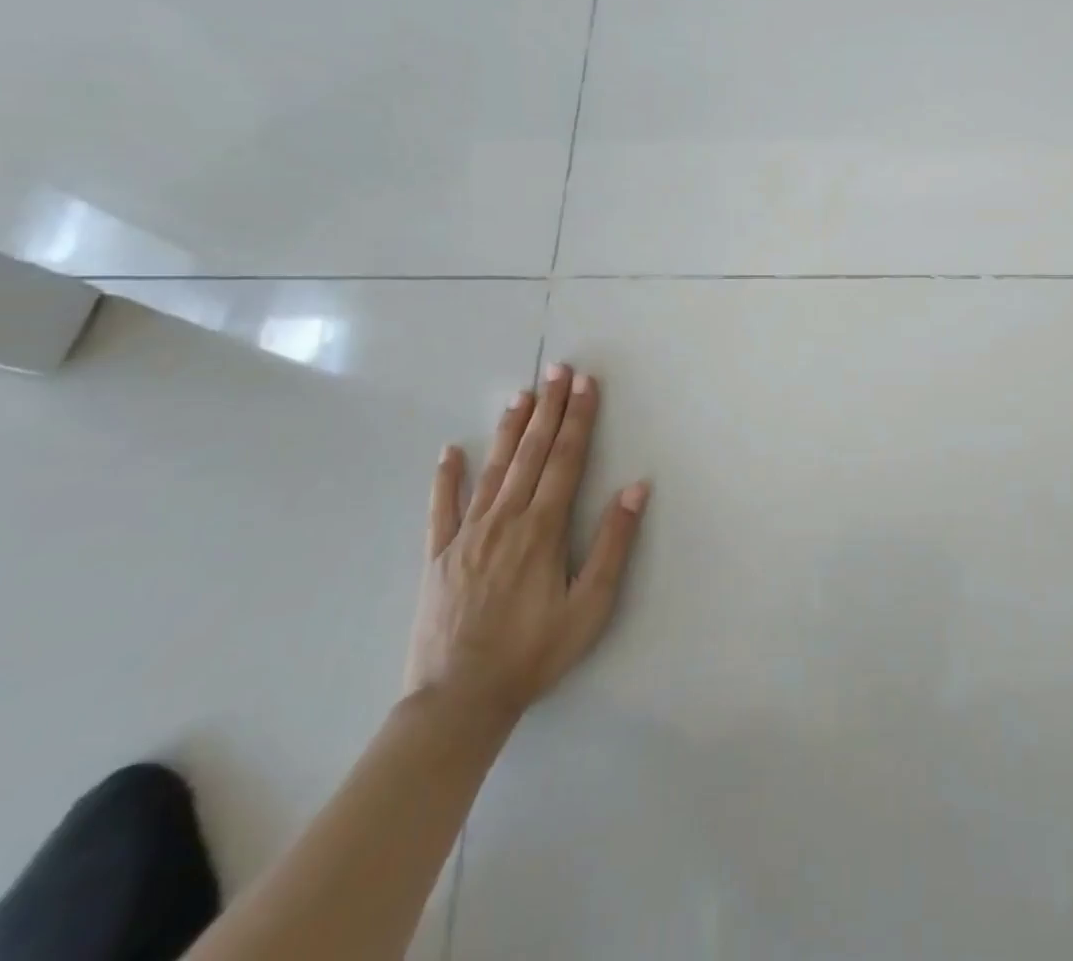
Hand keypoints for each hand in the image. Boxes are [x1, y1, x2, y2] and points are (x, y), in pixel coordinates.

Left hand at [406, 363, 649, 723]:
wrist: (457, 702)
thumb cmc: (533, 653)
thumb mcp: (590, 606)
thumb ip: (613, 543)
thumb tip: (636, 487)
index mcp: (542, 529)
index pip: (565, 459)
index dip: (578, 419)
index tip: (586, 384)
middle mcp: (504, 520)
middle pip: (530, 453)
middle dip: (548, 408)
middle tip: (558, 370)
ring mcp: (465, 535)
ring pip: (492, 469)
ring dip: (509, 429)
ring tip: (522, 394)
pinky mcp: (437, 556)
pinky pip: (441, 508)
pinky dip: (446, 477)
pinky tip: (450, 451)